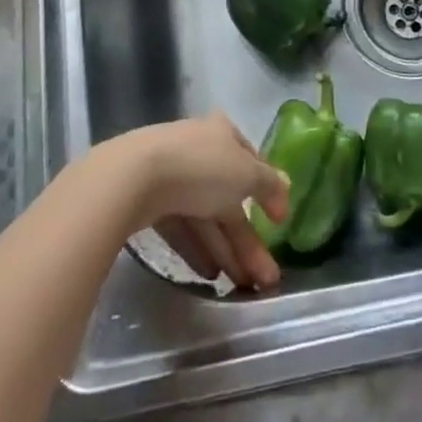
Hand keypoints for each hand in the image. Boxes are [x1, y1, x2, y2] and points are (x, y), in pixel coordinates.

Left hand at [105, 114, 290, 289]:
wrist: (134, 177)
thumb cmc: (201, 168)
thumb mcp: (246, 174)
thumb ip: (269, 184)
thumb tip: (287, 187)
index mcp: (223, 133)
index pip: (251, 162)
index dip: (268, 193)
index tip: (279, 224)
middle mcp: (199, 149)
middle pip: (229, 197)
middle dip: (248, 239)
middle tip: (266, 279)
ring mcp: (172, 174)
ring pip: (206, 216)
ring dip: (225, 251)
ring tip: (241, 287)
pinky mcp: (149, 199)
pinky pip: (181, 227)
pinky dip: (197, 249)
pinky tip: (209, 276)